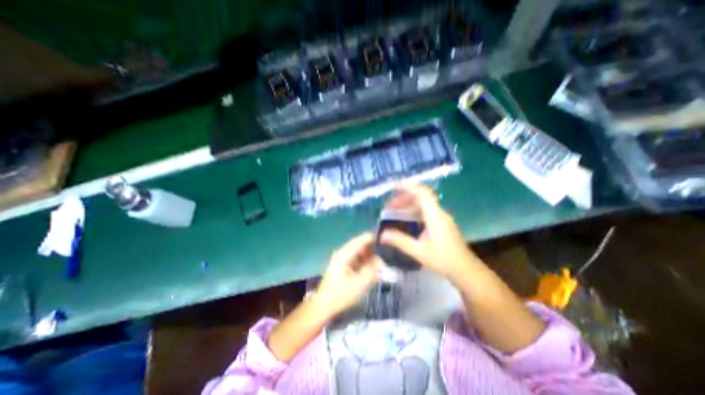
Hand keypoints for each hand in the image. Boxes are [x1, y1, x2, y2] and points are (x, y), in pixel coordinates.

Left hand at [312, 233, 379, 319]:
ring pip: (359, 252)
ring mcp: (342, 259)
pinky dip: (365, 263)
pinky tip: (372, 271)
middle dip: (372, 248)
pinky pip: (356, 260)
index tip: (385, 238)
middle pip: (360, 245)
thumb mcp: (359, 284)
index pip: (360, 240)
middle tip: (386, 252)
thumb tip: (380, 259)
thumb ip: (371, 269)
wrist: (323, 307)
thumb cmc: (340, 295)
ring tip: (381, 263)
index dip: (372, 237)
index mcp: (344, 254)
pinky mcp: (343, 266)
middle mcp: (342, 253)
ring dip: (369, 256)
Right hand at [383, 186, 481, 283]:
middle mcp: (439, 213)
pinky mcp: (441, 223)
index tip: (393, 187)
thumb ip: (399, 240)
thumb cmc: (443, 260)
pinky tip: (405, 219)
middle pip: (420, 198)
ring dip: (407, 205)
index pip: (422, 194)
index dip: (408, 187)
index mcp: (435, 216)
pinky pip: (425, 211)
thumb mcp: (418, 251)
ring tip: (393, 211)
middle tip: (388, 206)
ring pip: (422, 204)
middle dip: (403, 198)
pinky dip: (413, 212)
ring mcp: (441, 217)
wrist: (465, 270)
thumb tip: (382, 234)